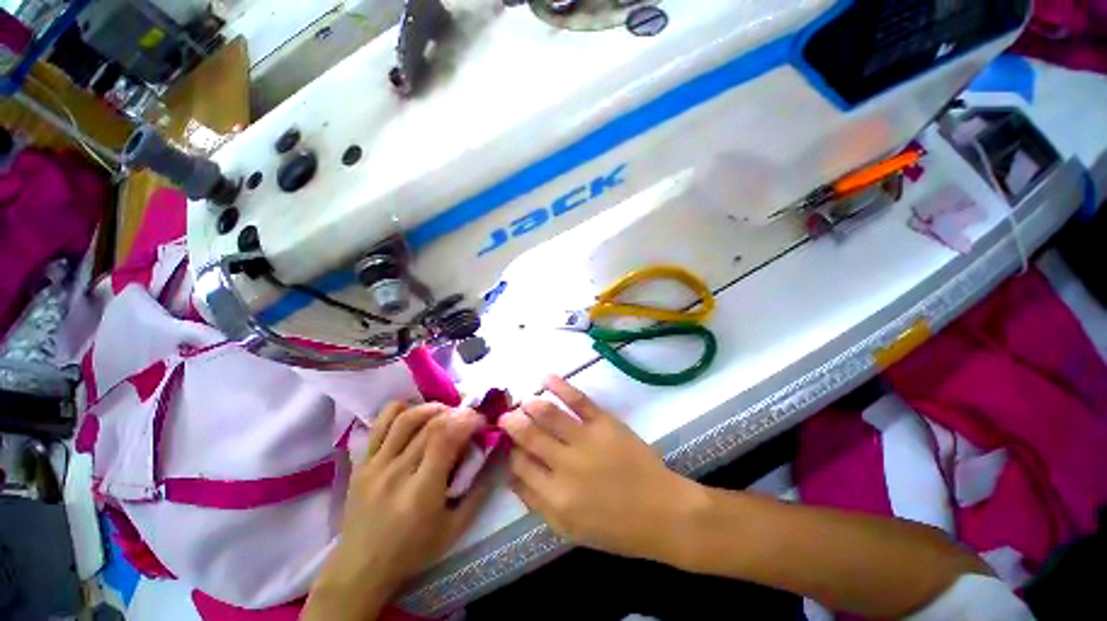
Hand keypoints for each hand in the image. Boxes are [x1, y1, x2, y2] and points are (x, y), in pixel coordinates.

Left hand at [305, 402, 490, 620]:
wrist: (360, 568)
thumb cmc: (412, 551)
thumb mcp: (455, 530)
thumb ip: (479, 492)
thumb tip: (495, 456)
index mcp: (422, 491)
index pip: (446, 437)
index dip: (468, 420)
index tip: (481, 421)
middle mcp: (397, 472)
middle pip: (431, 424)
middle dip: (457, 413)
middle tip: (468, 418)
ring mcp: (376, 465)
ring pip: (406, 417)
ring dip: (432, 408)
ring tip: (445, 413)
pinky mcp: (362, 462)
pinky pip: (380, 423)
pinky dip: (401, 410)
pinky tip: (415, 415)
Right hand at [499, 376, 705, 562]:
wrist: (661, 511)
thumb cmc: (614, 527)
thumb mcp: (567, 529)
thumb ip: (535, 502)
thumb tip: (510, 475)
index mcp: (555, 496)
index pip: (519, 464)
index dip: (509, 450)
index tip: (507, 443)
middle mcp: (565, 465)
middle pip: (529, 436)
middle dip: (512, 423)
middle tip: (505, 416)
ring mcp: (586, 440)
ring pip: (548, 415)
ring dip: (530, 404)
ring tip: (522, 401)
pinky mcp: (604, 423)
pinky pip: (578, 399)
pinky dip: (559, 386)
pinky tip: (545, 378)